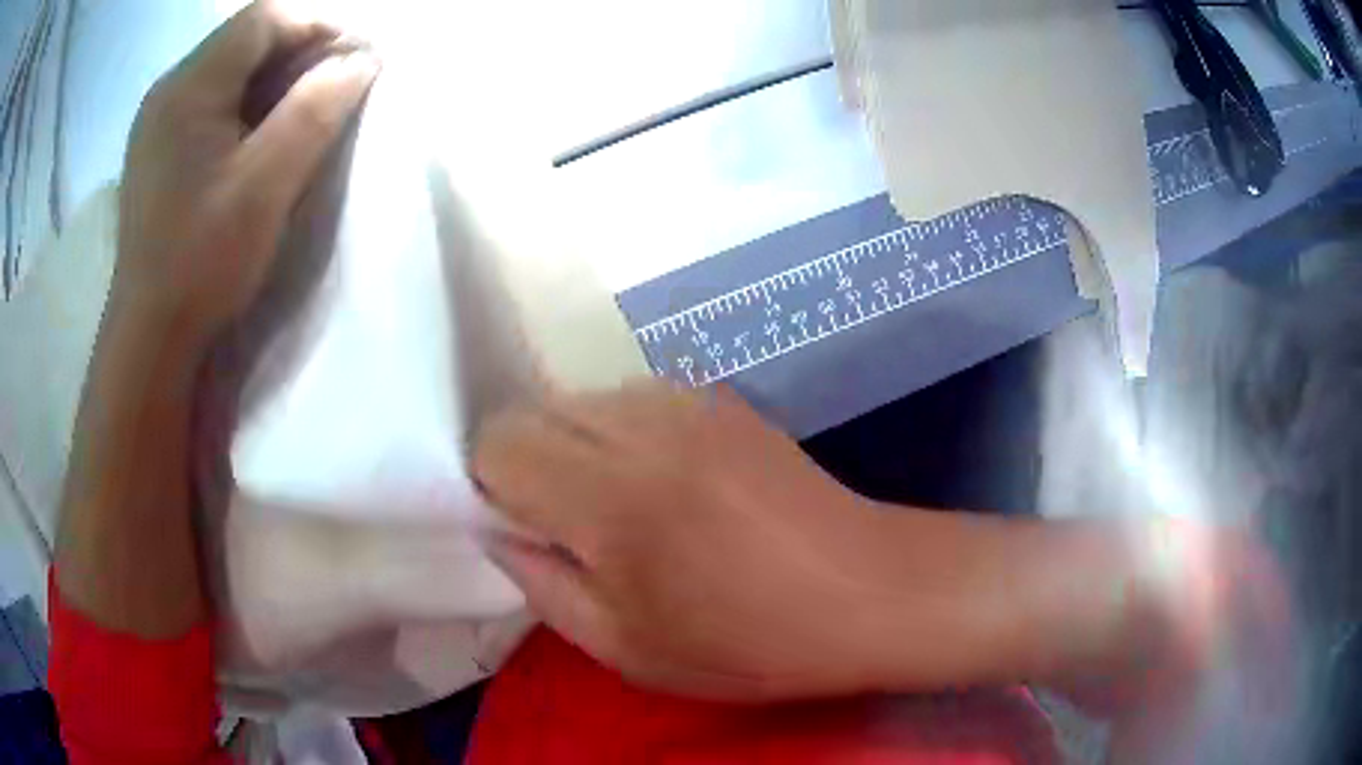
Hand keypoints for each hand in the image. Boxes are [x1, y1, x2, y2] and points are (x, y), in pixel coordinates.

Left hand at [113, 0, 378, 343]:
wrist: (150, 337)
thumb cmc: (202, 261)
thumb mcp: (266, 183)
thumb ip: (316, 109)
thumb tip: (364, 58)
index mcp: (188, 86)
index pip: (265, 17)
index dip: (318, 25)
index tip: (356, 58)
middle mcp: (168, 90)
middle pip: (245, 39)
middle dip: (297, 52)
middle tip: (334, 87)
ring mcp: (157, 121)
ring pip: (228, 71)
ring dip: (272, 80)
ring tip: (302, 113)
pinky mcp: (157, 150)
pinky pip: (209, 103)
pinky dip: (244, 106)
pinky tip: (257, 139)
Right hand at [474, 381, 911, 700]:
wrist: (866, 591)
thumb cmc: (748, 643)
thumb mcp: (627, 649)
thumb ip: (543, 586)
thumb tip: (499, 531)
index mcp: (610, 498)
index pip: (499, 442)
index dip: (491, 482)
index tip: (520, 526)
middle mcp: (642, 427)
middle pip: (535, 409)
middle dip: (528, 461)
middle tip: (566, 523)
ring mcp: (688, 402)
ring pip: (583, 398)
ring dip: (575, 443)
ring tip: (618, 502)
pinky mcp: (721, 399)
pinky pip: (635, 397)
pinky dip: (622, 431)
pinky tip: (665, 479)